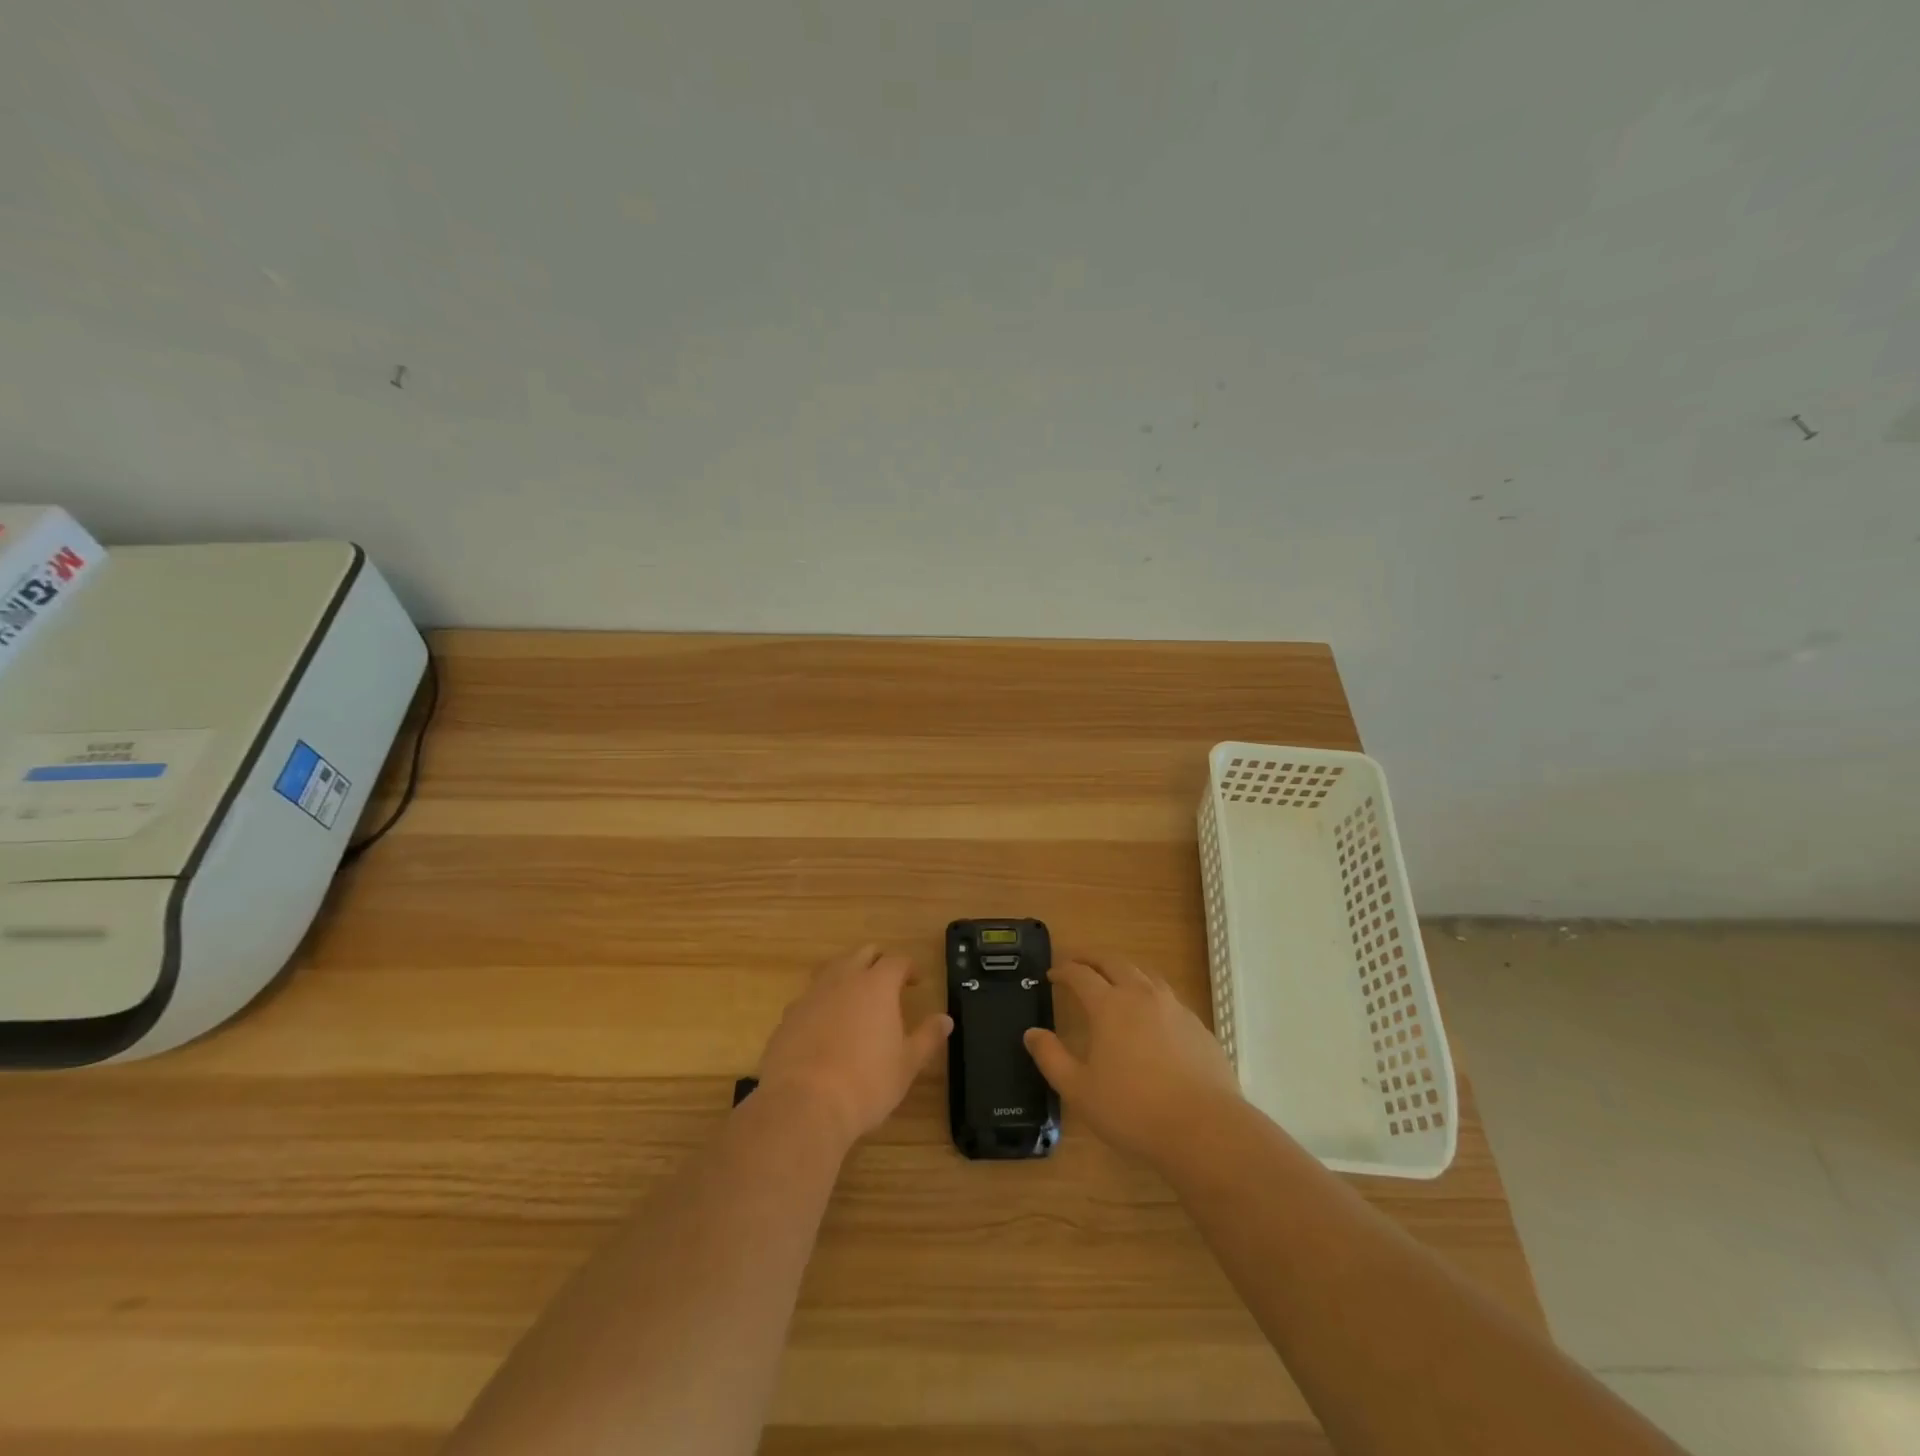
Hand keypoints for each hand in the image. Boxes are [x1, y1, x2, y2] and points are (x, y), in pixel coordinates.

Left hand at [756, 944, 951, 1150]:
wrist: (803, 1105)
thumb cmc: (866, 1083)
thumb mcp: (907, 1064)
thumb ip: (927, 1037)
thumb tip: (945, 1019)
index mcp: (877, 985)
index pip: (897, 961)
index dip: (909, 968)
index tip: (916, 981)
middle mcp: (843, 980)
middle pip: (862, 954)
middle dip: (877, 961)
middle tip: (887, 981)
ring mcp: (811, 995)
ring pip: (832, 970)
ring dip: (847, 976)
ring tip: (855, 999)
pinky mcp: (788, 1017)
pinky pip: (809, 998)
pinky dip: (822, 1002)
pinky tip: (825, 1026)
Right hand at [1024, 956, 1242, 1164]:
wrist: (1204, 1128)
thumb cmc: (1133, 1110)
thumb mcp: (1079, 1090)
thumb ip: (1051, 1058)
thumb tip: (1031, 1033)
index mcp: (1109, 1005)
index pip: (1080, 974)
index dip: (1063, 971)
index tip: (1051, 975)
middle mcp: (1141, 995)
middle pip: (1113, 962)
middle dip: (1091, 958)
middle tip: (1077, 964)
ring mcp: (1174, 1007)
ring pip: (1144, 974)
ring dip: (1123, 970)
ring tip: (1114, 981)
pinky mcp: (1197, 1025)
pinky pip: (1168, 997)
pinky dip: (1150, 995)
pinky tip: (1150, 1017)